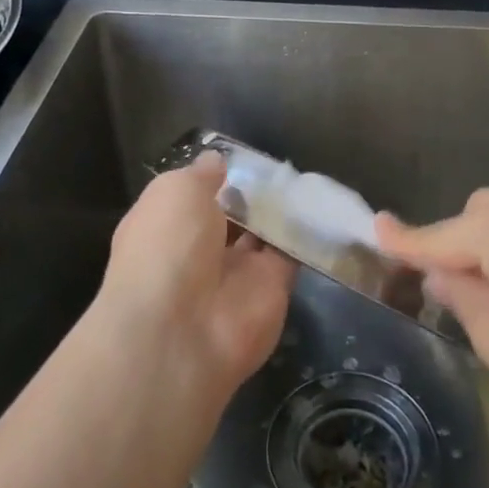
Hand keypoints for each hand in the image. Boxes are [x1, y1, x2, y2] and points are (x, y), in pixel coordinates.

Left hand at [96, 154, 294, 394]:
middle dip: (253, 191)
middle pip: (233, 213)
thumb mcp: (176, 191)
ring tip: (306, 178)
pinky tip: (322, 205)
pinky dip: (307, 233)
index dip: (216, 176)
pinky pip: (292, 253)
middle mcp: (199, 248)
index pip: (193, 196)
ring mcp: (237, 270)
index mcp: (166, 224)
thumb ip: (201, 174)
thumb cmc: (167, 247)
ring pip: (264, 232)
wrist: (183, 331)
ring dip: (281, 210)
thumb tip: (217, 161)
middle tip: (282, 165)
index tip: (242, 157)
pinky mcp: (273, 287)